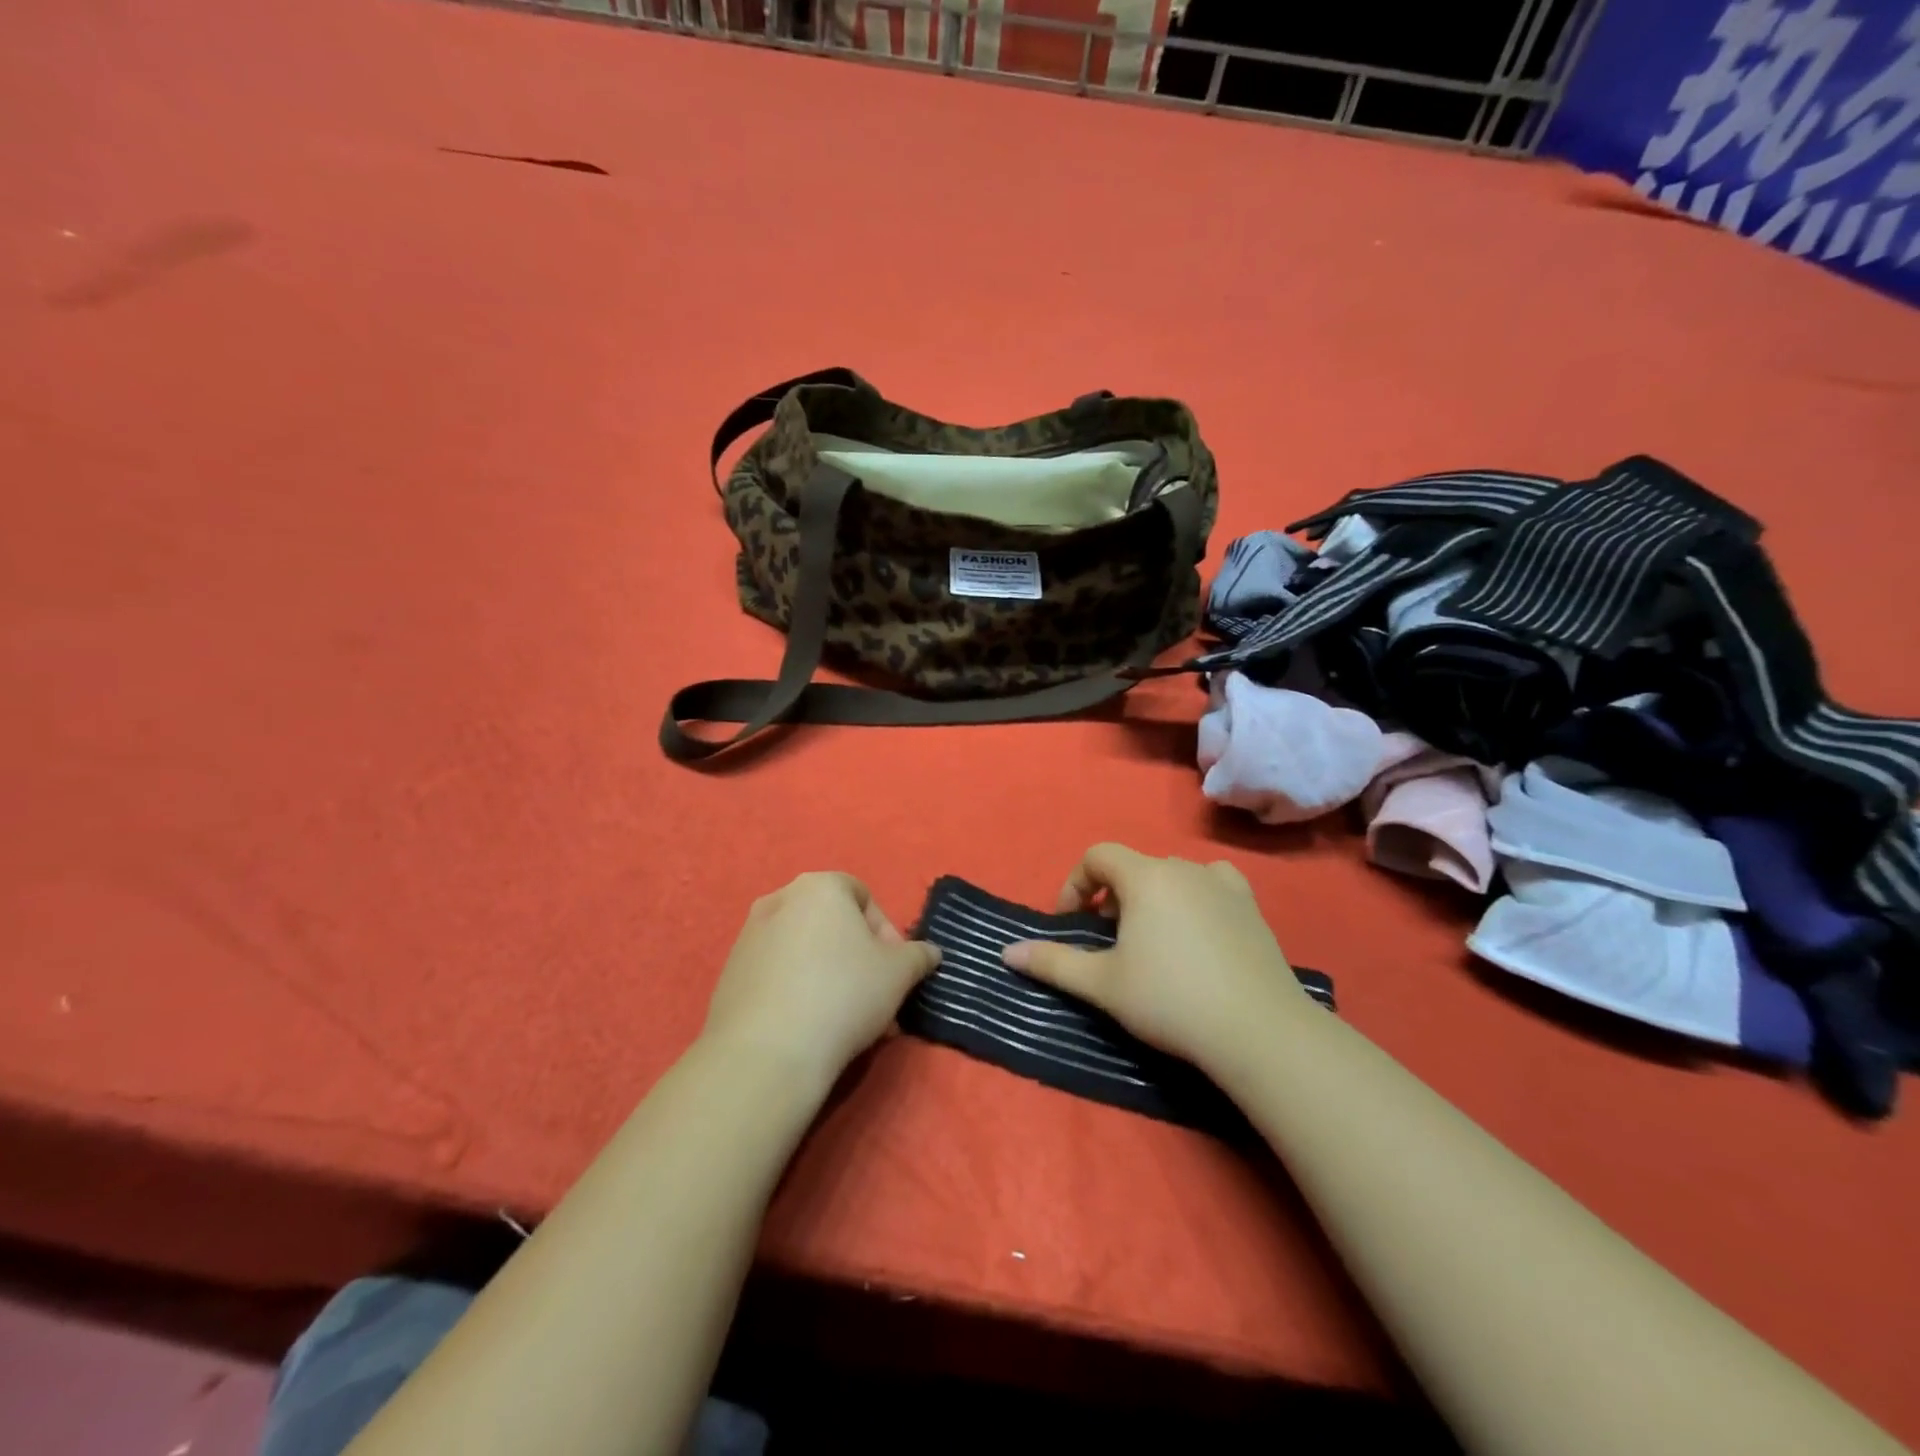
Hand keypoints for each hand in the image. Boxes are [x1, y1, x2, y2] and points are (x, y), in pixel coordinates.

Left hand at [702, 872, 939, 1091]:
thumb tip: (929, 952)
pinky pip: (778, 973)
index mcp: (819, 886)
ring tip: (848, 1020)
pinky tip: (811, 1027)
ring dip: (831, 976)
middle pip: (832, 925)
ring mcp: (748, 936)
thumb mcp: (900, 973)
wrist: (766, 1052)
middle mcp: (779, 899)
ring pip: (805, 950)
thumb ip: (918, 955)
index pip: (862, 896)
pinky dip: (798, 990)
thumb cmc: (843, 994)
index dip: (886, 933)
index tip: (895, 971)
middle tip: (876, 998)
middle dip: (859, 959)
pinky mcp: (730, 973)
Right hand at [1002, 844, 1312, 1077]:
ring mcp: (1223, 884)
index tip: (1071, 923)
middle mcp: (1183, 868)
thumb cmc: (1169, 1000)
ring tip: (1151, 941)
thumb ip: (1053, 963)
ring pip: (1172, 877)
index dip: (1075, 884)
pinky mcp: (1251, 906)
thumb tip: (1007, 953)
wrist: (1258, 1030)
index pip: (1097, 856)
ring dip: (1151, 899)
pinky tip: (1197, 931)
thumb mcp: (1102, 984)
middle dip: (1112, 897)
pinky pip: (1211, 885)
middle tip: (1109, 941)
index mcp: (1145, 876)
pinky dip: (1194, 898)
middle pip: (1134, 867)